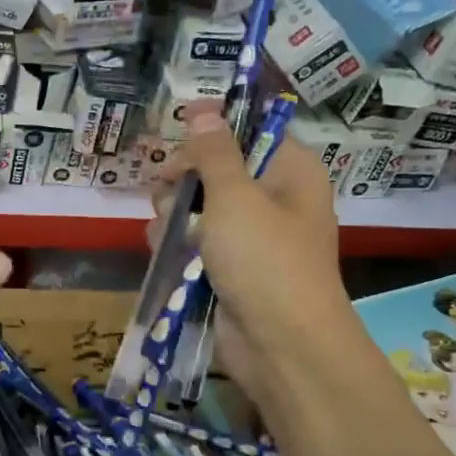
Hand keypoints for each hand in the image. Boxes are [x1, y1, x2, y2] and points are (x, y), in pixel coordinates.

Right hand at [150, 111, 351, 405]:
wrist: (281, 346)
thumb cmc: (265, 261)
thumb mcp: (235, 197)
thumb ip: (213, 152)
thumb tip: (203, 109)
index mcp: (288, 171)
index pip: (246, 132)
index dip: (209, 133)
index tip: (178, 143)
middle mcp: (270, 198)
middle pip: (212, 169)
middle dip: (183, 181)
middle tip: (170, 195)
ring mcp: (247, 236)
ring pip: (194, 208)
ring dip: (172, 217)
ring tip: (170, 236)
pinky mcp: (226, 268)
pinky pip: (192, 243)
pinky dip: (176, 246)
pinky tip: (167, 255)